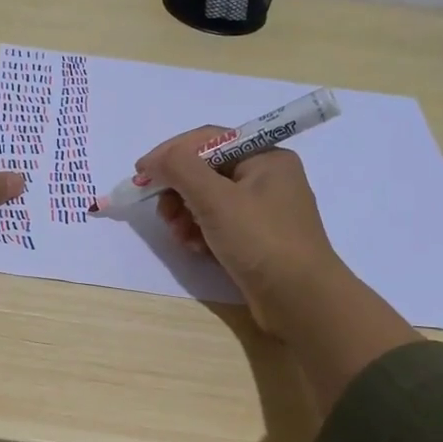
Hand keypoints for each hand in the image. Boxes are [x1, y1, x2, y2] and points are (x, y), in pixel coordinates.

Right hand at [136, 127, 341, 337]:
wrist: (301, 301)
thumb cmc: (261, 240)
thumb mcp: (215, 199)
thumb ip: (180, 169)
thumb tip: (152, 161)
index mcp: (265, 157)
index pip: (208, 140)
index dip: (170, 153)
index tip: (140, 174)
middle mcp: (266, 178)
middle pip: (205, 171)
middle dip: (178, 190)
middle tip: (162, 212)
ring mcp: (263, 210)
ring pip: (208, 200)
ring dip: (185, 215)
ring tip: (178, 236)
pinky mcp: (256, 238)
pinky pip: (218, 224)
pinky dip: (200, 232)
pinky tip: (194, 248)